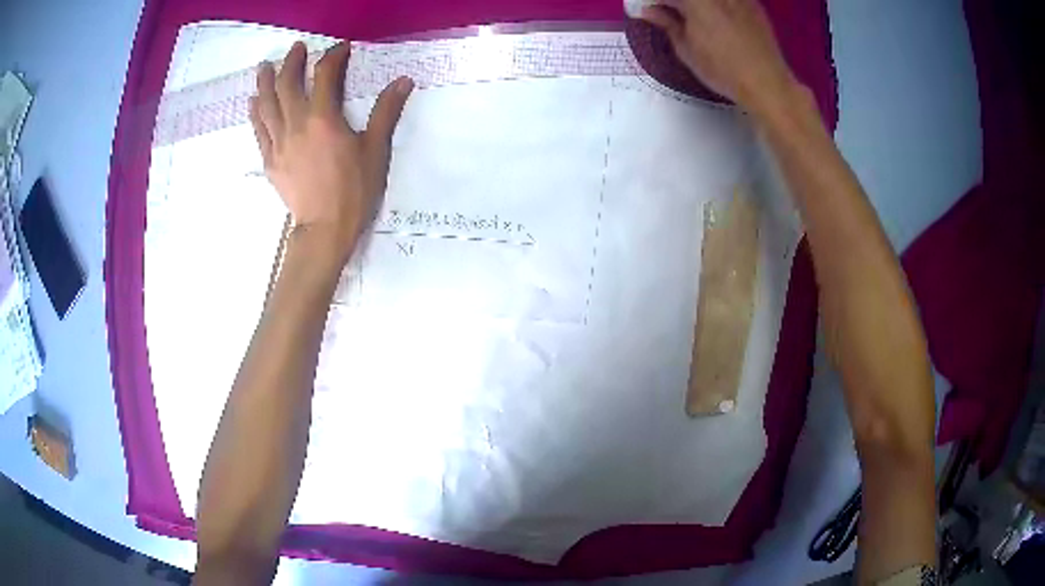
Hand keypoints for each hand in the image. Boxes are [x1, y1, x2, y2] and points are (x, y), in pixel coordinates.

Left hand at [250, 41, 413, 263]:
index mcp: (323, 118)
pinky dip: (256, 111)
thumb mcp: (376, 150)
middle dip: (292, 61)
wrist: (324, 229)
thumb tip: (402, 81)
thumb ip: (386, 112)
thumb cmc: (354, 190)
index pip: (324, 75)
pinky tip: (254, 101)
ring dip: (266, 81)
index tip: (342, 49)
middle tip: (296, 48)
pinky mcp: (270, 160)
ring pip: (266, 103)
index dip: (333, 56)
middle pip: (287, 83)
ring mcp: (278, 142)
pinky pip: (258, 129)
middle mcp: (296, 124)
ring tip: (265, 66)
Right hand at [641, 0, 799, 117]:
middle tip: (668, 13)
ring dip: (695, 7)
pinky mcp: (752, 3)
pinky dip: (717, 7)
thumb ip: (667, 23)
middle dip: (674, 3)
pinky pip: (728, 1)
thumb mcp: (686, 49)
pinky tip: (717, 17)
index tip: (649, 10)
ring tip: (692, 17)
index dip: (654, 2)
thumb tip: (648, 10)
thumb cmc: (722, 69)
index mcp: (696, 0)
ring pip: (709, 0)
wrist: (767, 82)